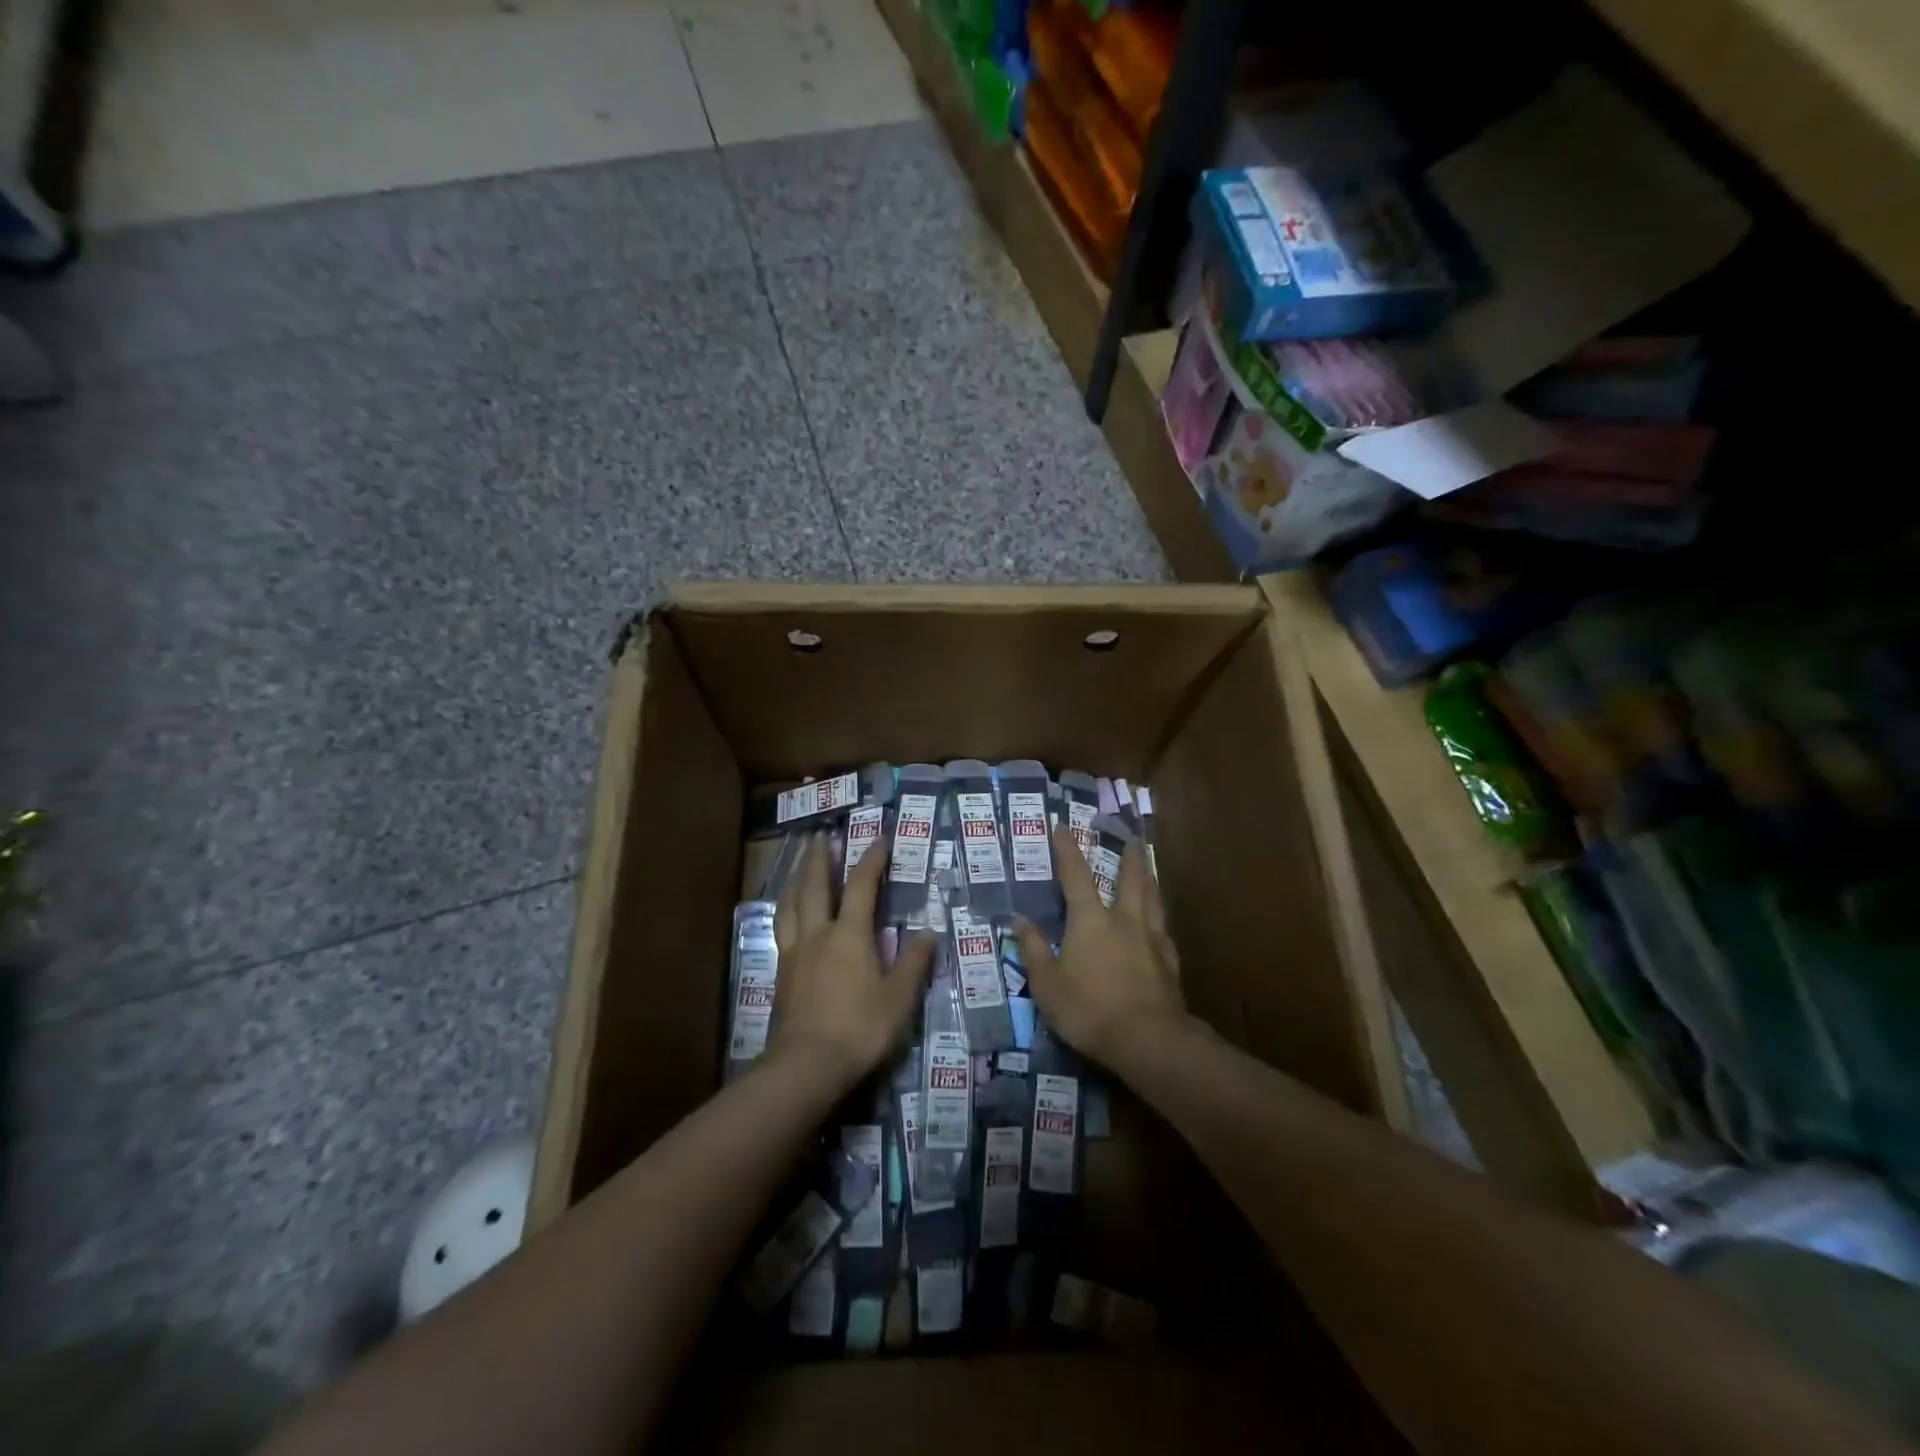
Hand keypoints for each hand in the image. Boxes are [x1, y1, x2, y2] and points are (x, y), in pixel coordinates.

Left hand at [769, 832, 933, 1088]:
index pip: (862, 886)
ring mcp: (794, 954)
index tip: (880, 838)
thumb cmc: (859, 1029)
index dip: (872, 860)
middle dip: (819, 858)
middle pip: (815, 886)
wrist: (805, 1066)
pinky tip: (787, 915)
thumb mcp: (898, 998)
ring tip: (798, 866)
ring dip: (796, 880)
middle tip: (819, 835)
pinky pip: (781, 928)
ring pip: (791, 905)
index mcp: (849, 935)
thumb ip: (913, 963)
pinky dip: (785, 909)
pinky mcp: (780, 975)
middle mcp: (817, 935)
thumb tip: (930, 933)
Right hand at [1014, 825, 1184, 1065]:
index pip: (1076, 875)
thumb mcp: (1047, 985)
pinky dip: (1158, 919)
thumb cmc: (1089, 1010)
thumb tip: (1020, 919)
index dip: (1067, 850)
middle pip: (1130, 878)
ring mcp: (1152, 940)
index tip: (1062, 827)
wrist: (1149, 1040)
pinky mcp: (1170, 963)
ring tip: (1148, 869)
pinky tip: (1159, 925)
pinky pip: (1164, 930)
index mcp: (1091, 920)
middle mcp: (1124, 920)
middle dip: (1129, 856)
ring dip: (1148, 879)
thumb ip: (1034, 950)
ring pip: (1153, 899)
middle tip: (1132, 838)